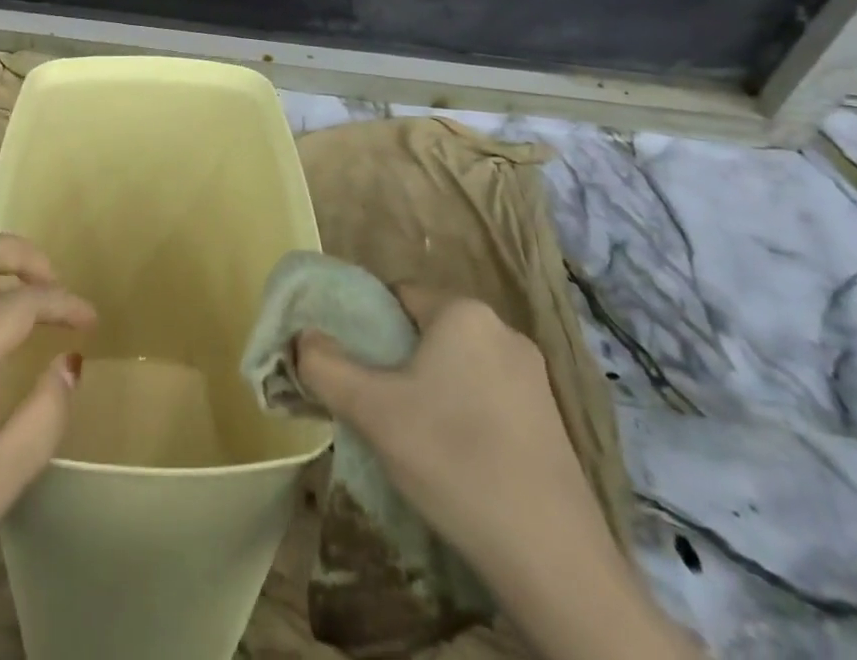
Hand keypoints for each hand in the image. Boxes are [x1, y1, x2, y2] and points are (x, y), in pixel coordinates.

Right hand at [296, 289, 699, 659]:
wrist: (553, 561)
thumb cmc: (453, 459)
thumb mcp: (372, 410)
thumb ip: (325, 365)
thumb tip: (302, 339)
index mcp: (464, 312)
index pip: (396, 295)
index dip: (367, 327)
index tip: (354, 369)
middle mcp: (503, 330)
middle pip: (426, 330)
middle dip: (396, 362)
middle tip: (377, 406)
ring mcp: (534, 377)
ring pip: (457, 366)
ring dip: (429, 390)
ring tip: (412, 438)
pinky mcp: (551, 420)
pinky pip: (487, 397)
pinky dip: (463, 415)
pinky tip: (454, 460)